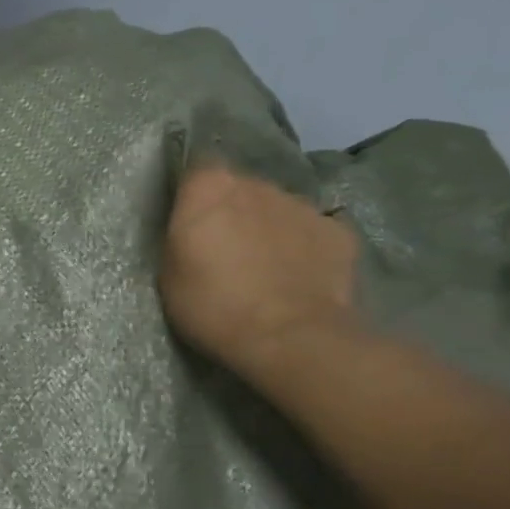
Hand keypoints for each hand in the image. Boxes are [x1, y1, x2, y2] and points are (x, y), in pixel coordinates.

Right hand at [158, 164, 360, 376]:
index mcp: (210, 188)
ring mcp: (302, 205)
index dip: (194, 194)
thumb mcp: (170, 275)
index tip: (191, 221)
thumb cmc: (215, 307)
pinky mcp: (339, 232)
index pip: (197, 170)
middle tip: (227, 250)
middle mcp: (257, 183)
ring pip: (278, 209)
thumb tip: (196, 226)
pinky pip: (313, 233)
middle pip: (241, 188)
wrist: (291, 339)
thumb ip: (182, 237)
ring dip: (269, 228)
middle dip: (234, 211)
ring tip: (267, 268)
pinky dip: (305, 248)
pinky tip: (300, 277)